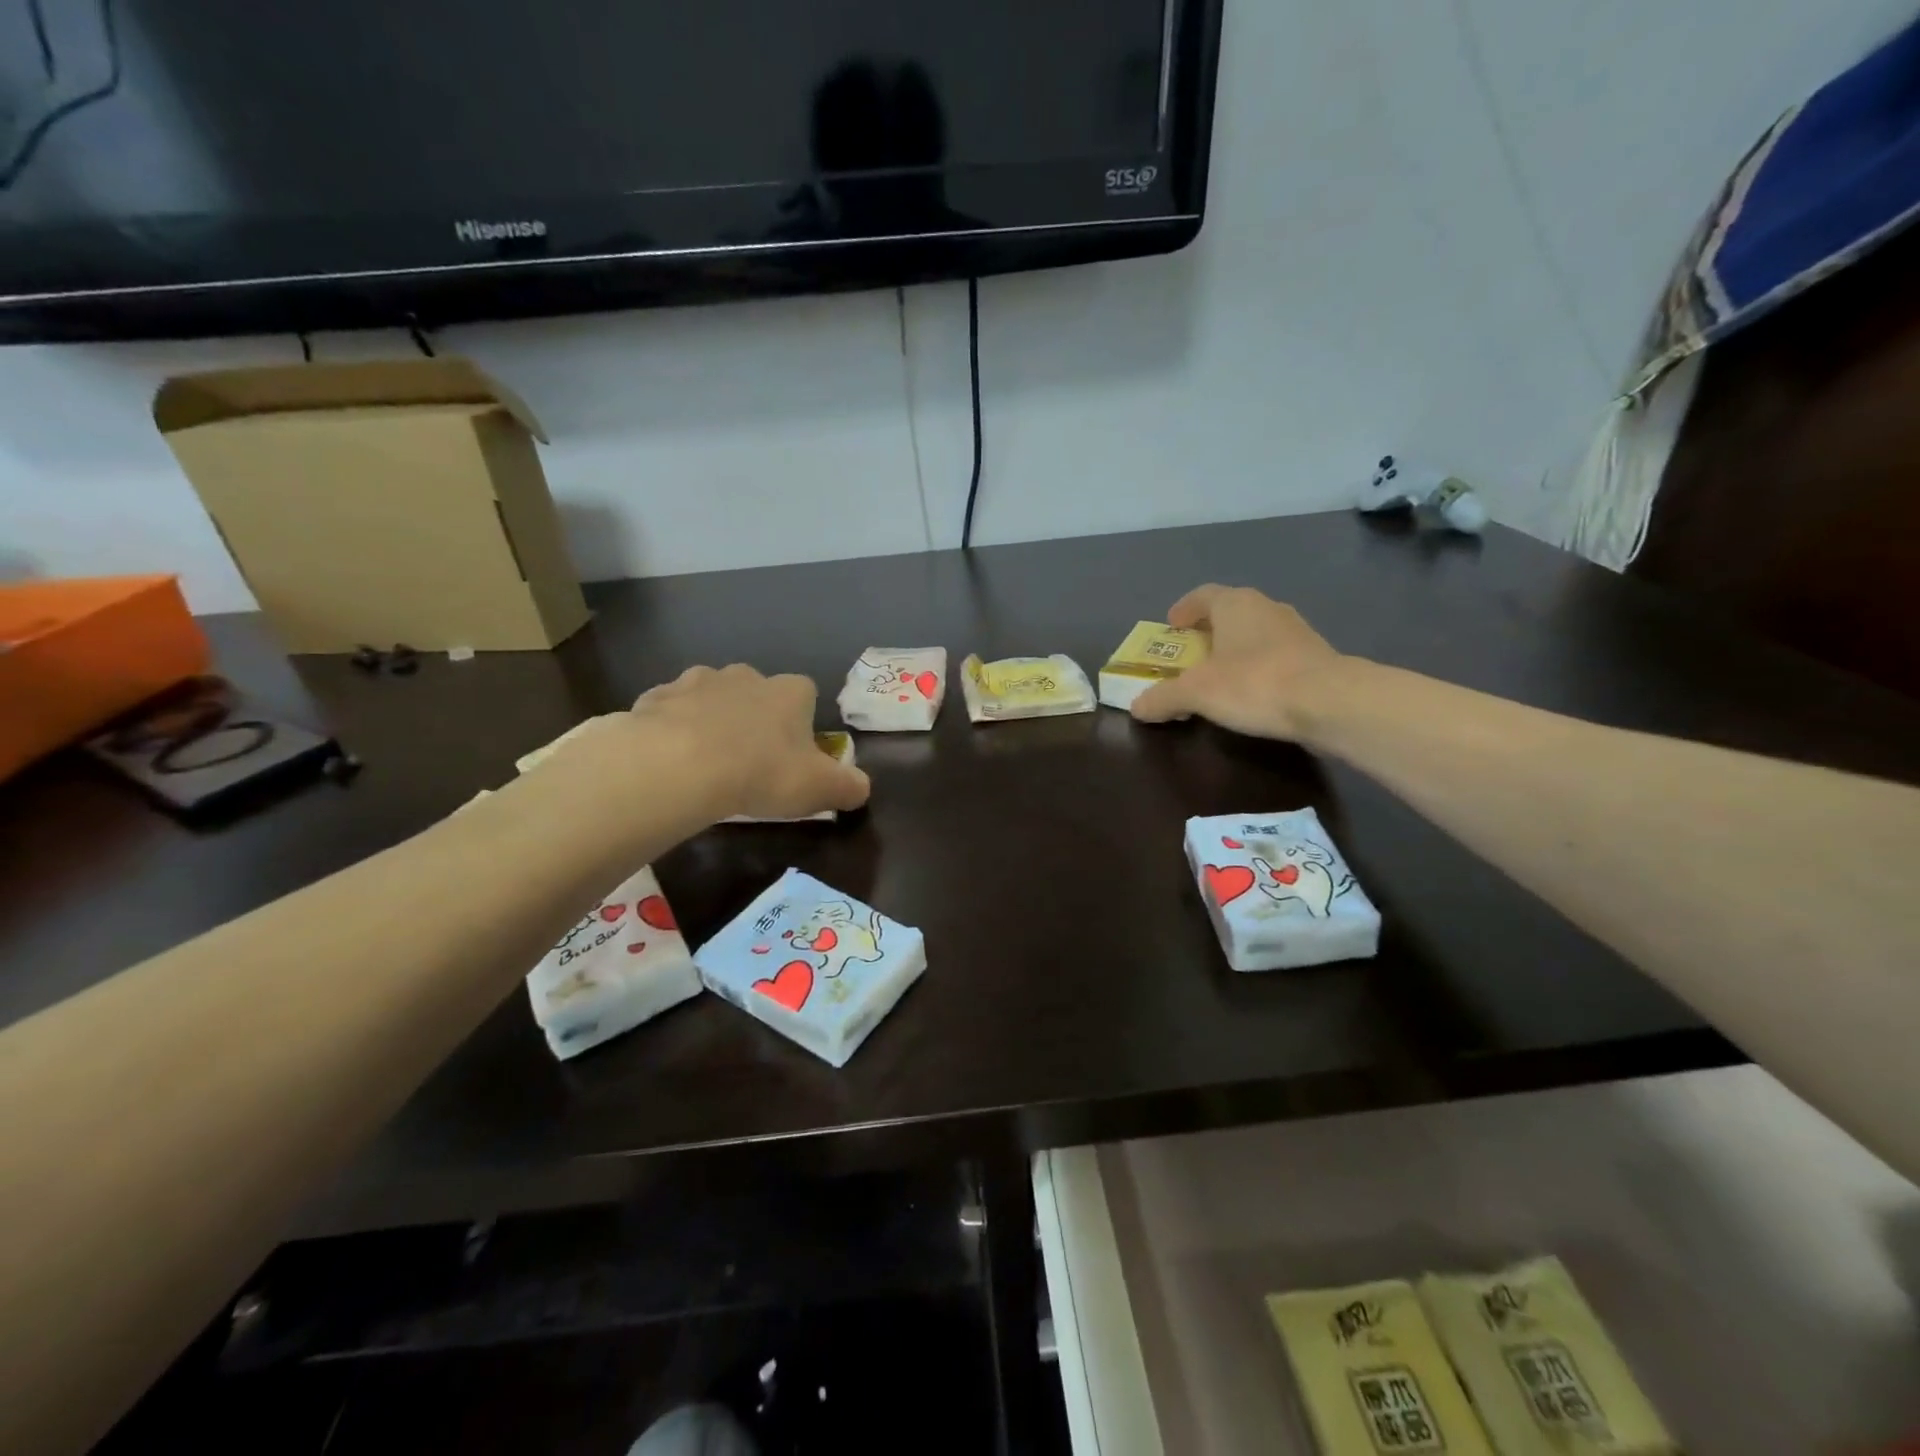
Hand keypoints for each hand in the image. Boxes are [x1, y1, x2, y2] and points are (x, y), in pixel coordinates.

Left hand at [632, 664, 870, 820]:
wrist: (680, 764)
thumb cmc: (762, 772)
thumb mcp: (819, 788)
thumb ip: (848, 787)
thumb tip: (861, 788)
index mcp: (790, 692)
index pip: (806, 695)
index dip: (801, 724)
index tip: (793, 755)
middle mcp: (746, 676)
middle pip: (756, 692)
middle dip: (754, 717)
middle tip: (749, 759)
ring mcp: (697, 682)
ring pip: (710, 697)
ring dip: (710, 719)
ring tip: (705, 760)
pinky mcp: (656, 698)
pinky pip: (669, 711)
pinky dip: (671, 728)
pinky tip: (668, 759)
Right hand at [1130, 585, 1345, 740]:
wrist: (1330, 703)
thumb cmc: (1254, 683)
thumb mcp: (1195, 693)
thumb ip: (1163, 698)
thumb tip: (1136, 707)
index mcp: (1235, 604)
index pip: (1203, 595)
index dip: (1185, 609)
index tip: (1172, 625)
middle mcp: (1267, 608)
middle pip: (1230, 613)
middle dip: (1208, 631)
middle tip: (1190, 654)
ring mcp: (1296, 631)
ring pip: (1255, 634)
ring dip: (1235, 650)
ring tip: (1219, 676)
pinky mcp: (1316, 658)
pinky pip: (1275, 656)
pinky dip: (1258, 668)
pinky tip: (1251, 694)